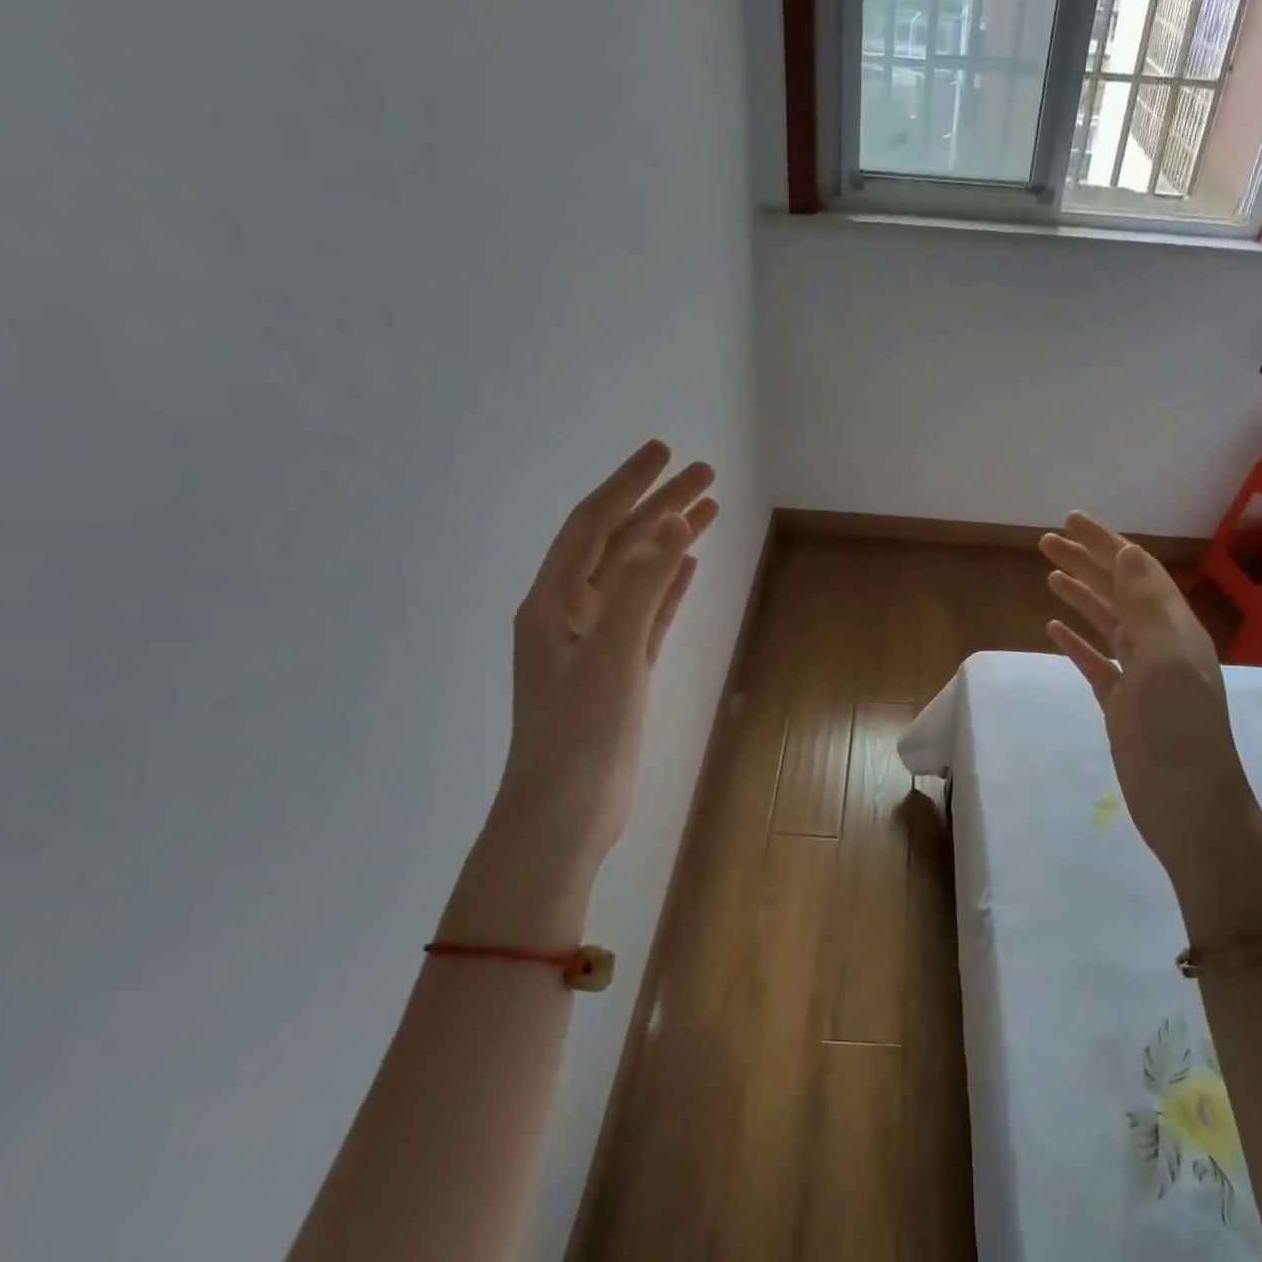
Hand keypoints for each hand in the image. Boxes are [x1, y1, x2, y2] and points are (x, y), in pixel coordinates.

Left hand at [443, 440, 716, 944]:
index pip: (593, 524)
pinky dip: (667, 588)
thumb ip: (641, 586)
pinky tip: (689, 567)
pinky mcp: (620, 672)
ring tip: (708, 510)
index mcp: (553, 602)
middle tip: (704, 473)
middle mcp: (570, 614)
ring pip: (638, 578)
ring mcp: (596, 644)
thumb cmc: (581, 732)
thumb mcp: (611, 653)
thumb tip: (672, 523)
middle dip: (658, 506)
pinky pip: (647, 615)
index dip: (628, 485)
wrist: (567, 810)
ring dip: (668, 543)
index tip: (665, 452)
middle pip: (619, 544)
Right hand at [1040, 514, 1261, 938]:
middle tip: (1046, 542)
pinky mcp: (1122, 704)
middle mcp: (1159, 644)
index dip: (1105, 542)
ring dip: (1080, 596)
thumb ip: (1145, 605)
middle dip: (1086, 563)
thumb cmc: (1177, 729)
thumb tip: (1128, 552)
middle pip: (1118, 592)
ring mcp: (1140, 676)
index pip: (1137, 571)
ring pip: (1106, 624)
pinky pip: (1096, 662)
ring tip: (1049, 576)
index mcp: (1173, 627)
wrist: (1187, 803)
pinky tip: (1053, 629)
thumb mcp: (1165, 658)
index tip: (1071, 520)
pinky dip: (1076, 642)